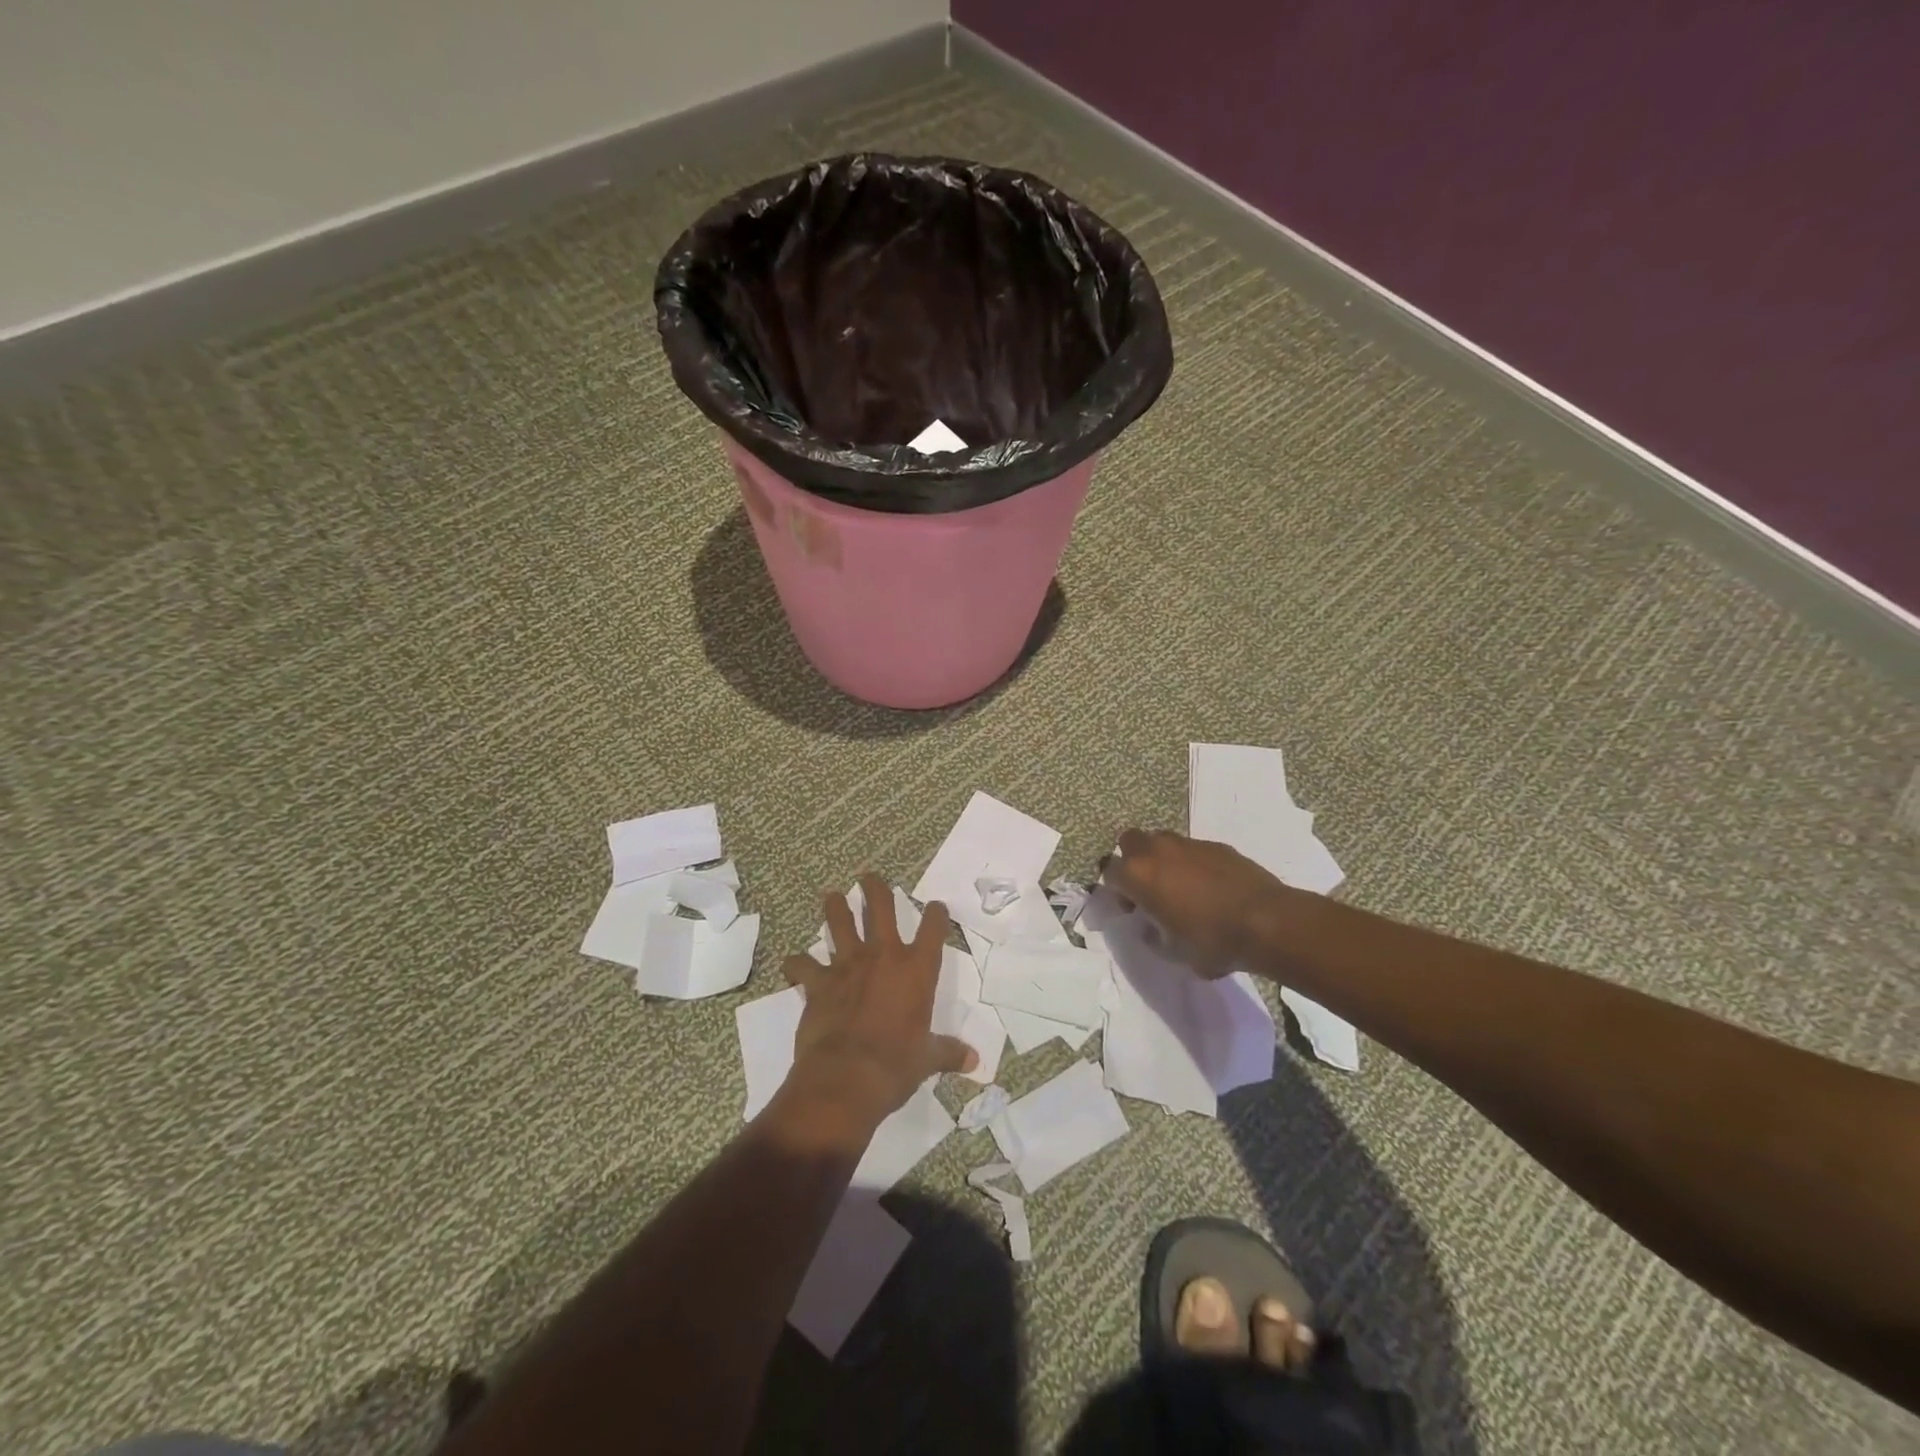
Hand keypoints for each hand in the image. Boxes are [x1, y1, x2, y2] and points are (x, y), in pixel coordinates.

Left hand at [779, 874, 976, 1126]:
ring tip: (832, 897)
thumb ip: (948, 1052)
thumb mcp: (928, 1059)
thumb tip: (974, 1061)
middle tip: (869, 877)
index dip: (936, 914)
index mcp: (917, 970)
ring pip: (839, 923)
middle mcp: (883, 956)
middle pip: (881, 907)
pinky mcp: (818, 982)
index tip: (936, 908)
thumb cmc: (896, 1066)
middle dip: (875, 888)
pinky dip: (797, 964)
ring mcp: (848, 965)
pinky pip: (802, 965)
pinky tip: (793, 964)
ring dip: (835, 908)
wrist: (847, 1078)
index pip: (933, 928)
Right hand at [1102, 829, 1289, 976]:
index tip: (1131, 909)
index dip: (1116, 890)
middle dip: (1132, 860)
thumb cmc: (1211, 941)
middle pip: (1130, 841)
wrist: (1267, 921)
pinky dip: (1192, 863)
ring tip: (1180, 886)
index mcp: (1138, 875)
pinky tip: (1210, 886)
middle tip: (1148, 887)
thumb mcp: (1173, 952)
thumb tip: (1151, 927)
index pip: (1109, 872)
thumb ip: (1154, 936)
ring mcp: (1189, 844)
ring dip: (1162, 858)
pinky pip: (1193, 849)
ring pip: (1162, 841)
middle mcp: (1158, 850)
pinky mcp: (1217, 845)